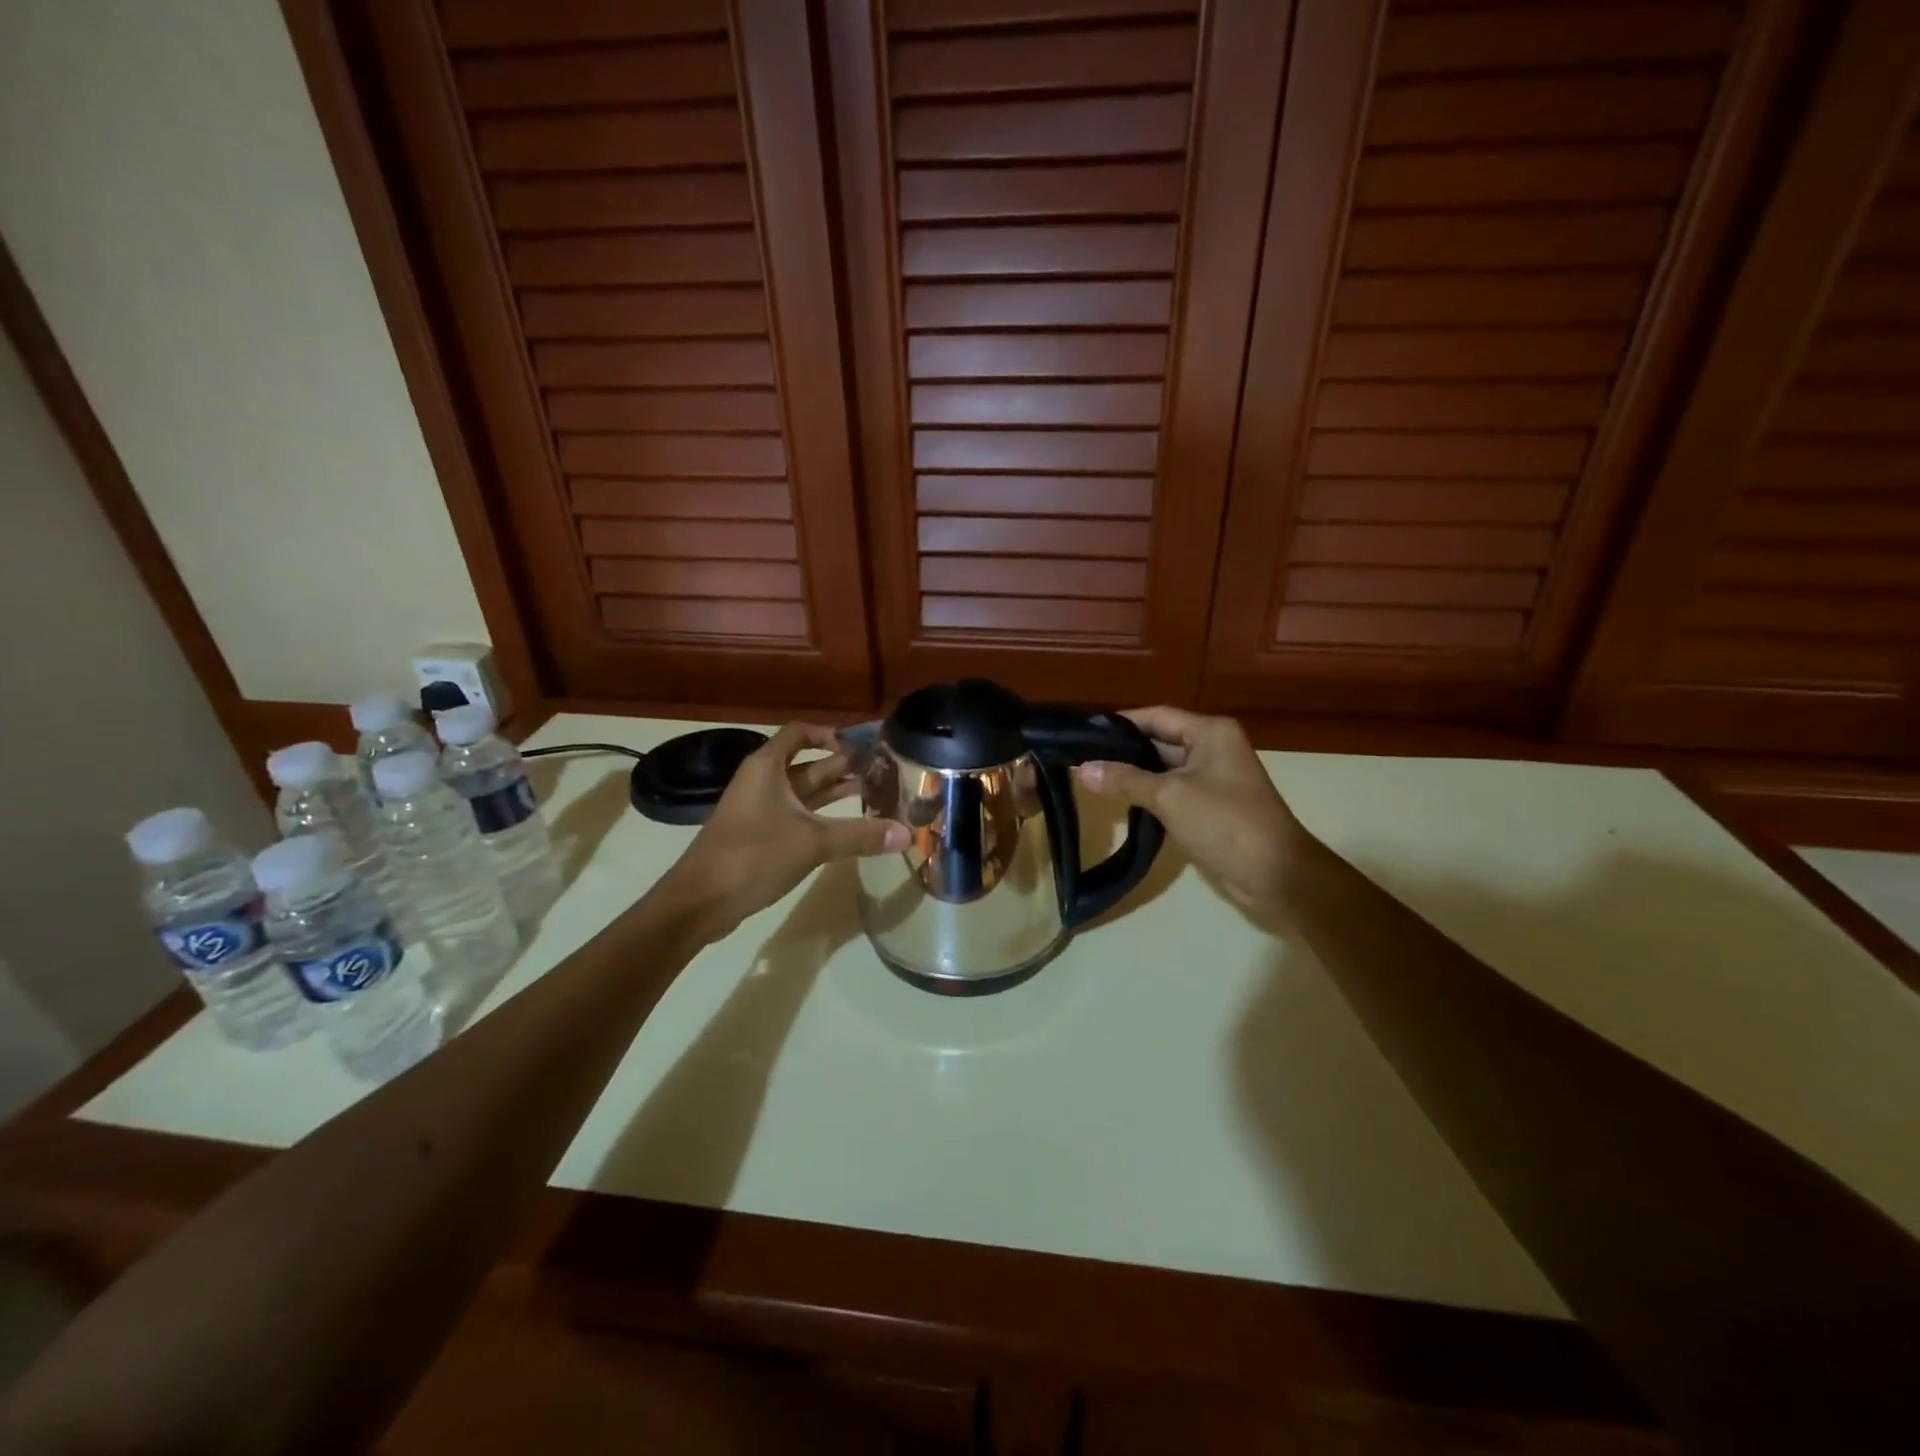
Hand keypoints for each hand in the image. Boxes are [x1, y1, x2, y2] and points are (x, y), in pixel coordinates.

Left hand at [656, 723, 908, 940]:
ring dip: (835, 792)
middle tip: (883, 772)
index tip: (863, 747)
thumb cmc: (752, 856)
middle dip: (844, 766)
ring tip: (875, 794)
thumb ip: (859, 836)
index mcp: (768, 767)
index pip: (801, 733)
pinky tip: (848, 828)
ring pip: (804, 793)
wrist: (699, 902)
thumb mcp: (811, 842)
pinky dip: (822, 817)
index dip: (831, 734)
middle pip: (808, 763)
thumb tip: (907, 834)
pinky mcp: (760, 836)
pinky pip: (797, 816)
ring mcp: (760, 809)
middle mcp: (763, 781)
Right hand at [1075, 707, 1309, 919]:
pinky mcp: (1208, 804)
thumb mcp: (1169, 797)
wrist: (1275, 874)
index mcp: (1210, 732)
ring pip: (1163, 767)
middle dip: (1123, 750)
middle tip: (1080, 756)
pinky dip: (1147, 793)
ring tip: (1089, 776)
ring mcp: (1212, 777)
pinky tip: (1118, 801)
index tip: (1083, 732)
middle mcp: (1212, 747)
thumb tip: (1082, 768)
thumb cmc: (1224, 823)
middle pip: (1158, 740)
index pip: (1156, 716)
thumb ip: (1125, 779)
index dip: (1120, 723)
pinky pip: (1171, 790)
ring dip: (1132, 773)